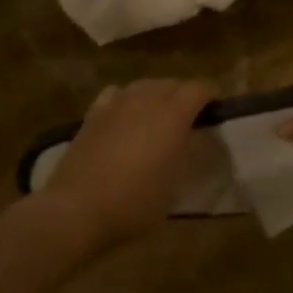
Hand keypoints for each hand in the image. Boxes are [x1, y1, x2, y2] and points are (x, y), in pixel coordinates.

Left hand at [42, 79, 213, 252]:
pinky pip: (117, 94)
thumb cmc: (133, 204)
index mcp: (173, 115)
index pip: (199, 89)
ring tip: (157, 116)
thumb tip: (186, 142)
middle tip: (188, 118)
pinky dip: (127, 99)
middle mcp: (147, 99)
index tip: (215, 110)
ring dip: (156, 95)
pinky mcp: (94, 112)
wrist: (77, 209)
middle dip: (184, 95)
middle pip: (172, 83)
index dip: (210, 96)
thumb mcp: (173, 186)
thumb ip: (183, 155)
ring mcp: (117, 103)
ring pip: (145, 85)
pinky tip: (125, 115)